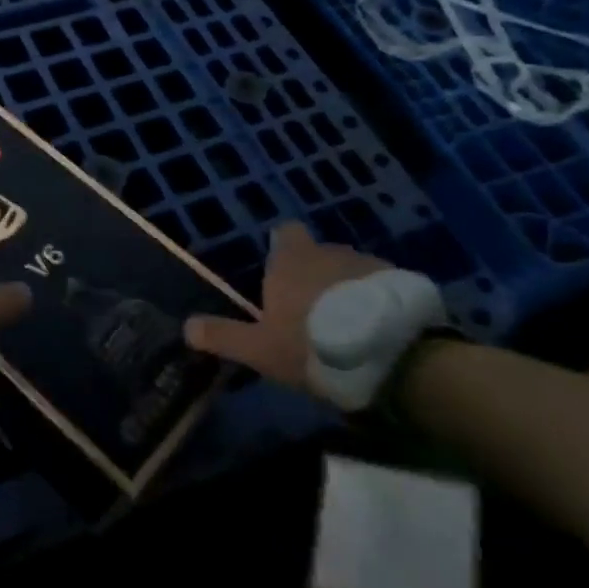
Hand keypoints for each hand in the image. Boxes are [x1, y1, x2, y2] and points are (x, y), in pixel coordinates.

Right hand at [183, 224, 386, 387]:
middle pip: (317, 253)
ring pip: (349, 270)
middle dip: (313, 275)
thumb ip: (223, 336)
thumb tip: (186, 327)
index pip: (285, 233)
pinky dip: (374, 301)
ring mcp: (369, 263)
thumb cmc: (313, 345)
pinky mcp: (402, 282)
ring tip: (346, 325)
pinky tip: (377, 331)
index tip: (279, 273)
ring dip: (345, 289)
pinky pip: (380, 287)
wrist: (393, 355)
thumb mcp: (260, 349)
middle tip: (309, 312)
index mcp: (291, 260)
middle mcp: (329, 251)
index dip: (282, 248)